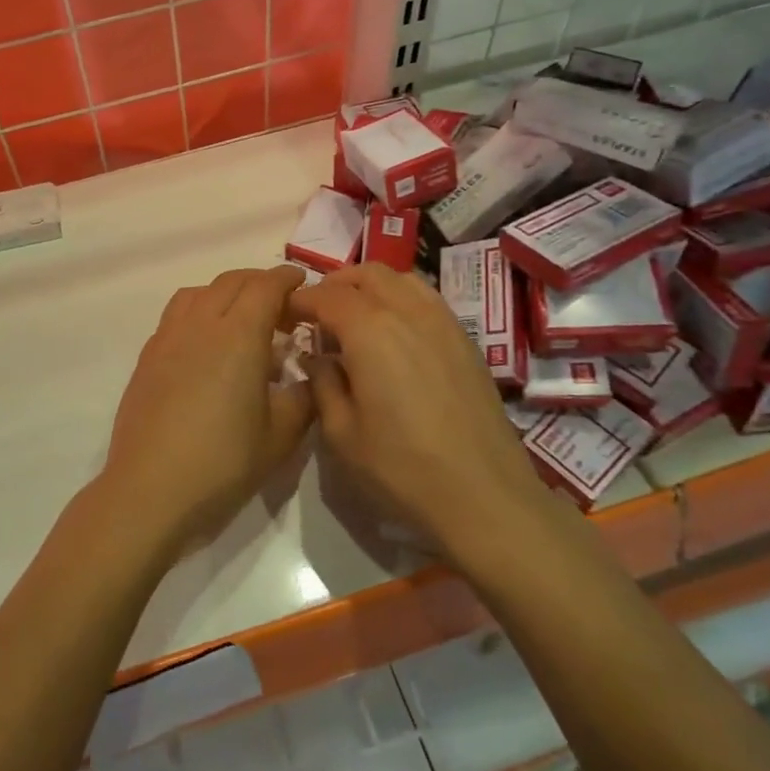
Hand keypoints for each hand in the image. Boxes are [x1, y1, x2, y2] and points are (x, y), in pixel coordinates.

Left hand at [95, 267, 313, 562]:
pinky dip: (199, 311)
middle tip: (280, 306)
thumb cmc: (222, 463)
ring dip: (225, 293)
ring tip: (241, 319)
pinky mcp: (147, 356)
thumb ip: (303, 398)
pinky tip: (207, 345)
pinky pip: (177, 314)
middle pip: (231, 282)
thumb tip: (310, 376)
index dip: (286, 278)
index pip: (265, 287)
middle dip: (259, 283)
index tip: (302, 282)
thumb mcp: (281, 437)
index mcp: (239, 336)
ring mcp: (168, 337)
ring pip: (199, 292)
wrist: (150, 490)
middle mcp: (201, 324)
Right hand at [289, 263, 549, 565]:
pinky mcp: (466, 340)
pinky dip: (400, 300)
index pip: (326, 295)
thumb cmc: (402, 468)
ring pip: (400, 280)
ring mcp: (443, 322)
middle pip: (366, 274)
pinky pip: (426, 299)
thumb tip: (317, 357)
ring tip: (354, 318)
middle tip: (316, 314)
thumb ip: (322, 383)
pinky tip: (392, 334)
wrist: (486, 496)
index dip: (300, 301)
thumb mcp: (341, 433)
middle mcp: (408, 312)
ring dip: (370, 287)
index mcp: (370, 330)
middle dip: (335, 285)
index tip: (284, 316)